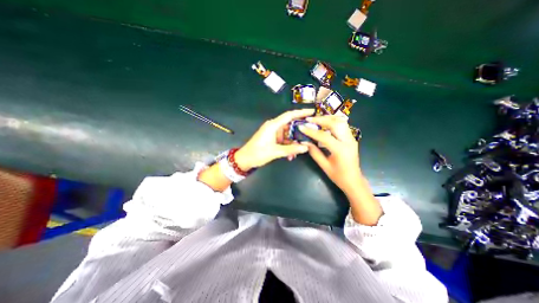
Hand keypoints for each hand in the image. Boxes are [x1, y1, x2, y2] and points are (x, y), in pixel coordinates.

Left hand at [234, 109, 313, 169]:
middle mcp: (273, 126)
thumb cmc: (258, 153)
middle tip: (309, 136)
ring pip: (287, 135)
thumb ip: (291, 149)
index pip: (289, 115)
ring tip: (298, 151)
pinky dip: (287, 146)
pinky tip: (290, 155)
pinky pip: (283, 140)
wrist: (245, 159)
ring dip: (293, 143)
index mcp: (273, 125)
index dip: (301, 112)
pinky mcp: (271, 138)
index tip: (312, 112)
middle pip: (290, 125)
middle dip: (299, 132)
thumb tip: (305, 147)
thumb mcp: (275, 151)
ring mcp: (272, 133)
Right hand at [299, 115, 361, 194]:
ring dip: (328, 118)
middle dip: (321, 119)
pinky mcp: (351, 138)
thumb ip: (314, 152)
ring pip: (341, 121)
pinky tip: (324, 123)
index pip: (324, 136)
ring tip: (316, 119)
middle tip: (309, 120)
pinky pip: (343, 125)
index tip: (301, 127)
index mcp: (340, 150)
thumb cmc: (338, 176)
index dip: (311, 131)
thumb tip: (304, 142)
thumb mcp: (324, 166)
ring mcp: (352, 138)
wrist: (354, 180)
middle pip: (335, 123)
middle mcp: (348, 141)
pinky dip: (333, 121)